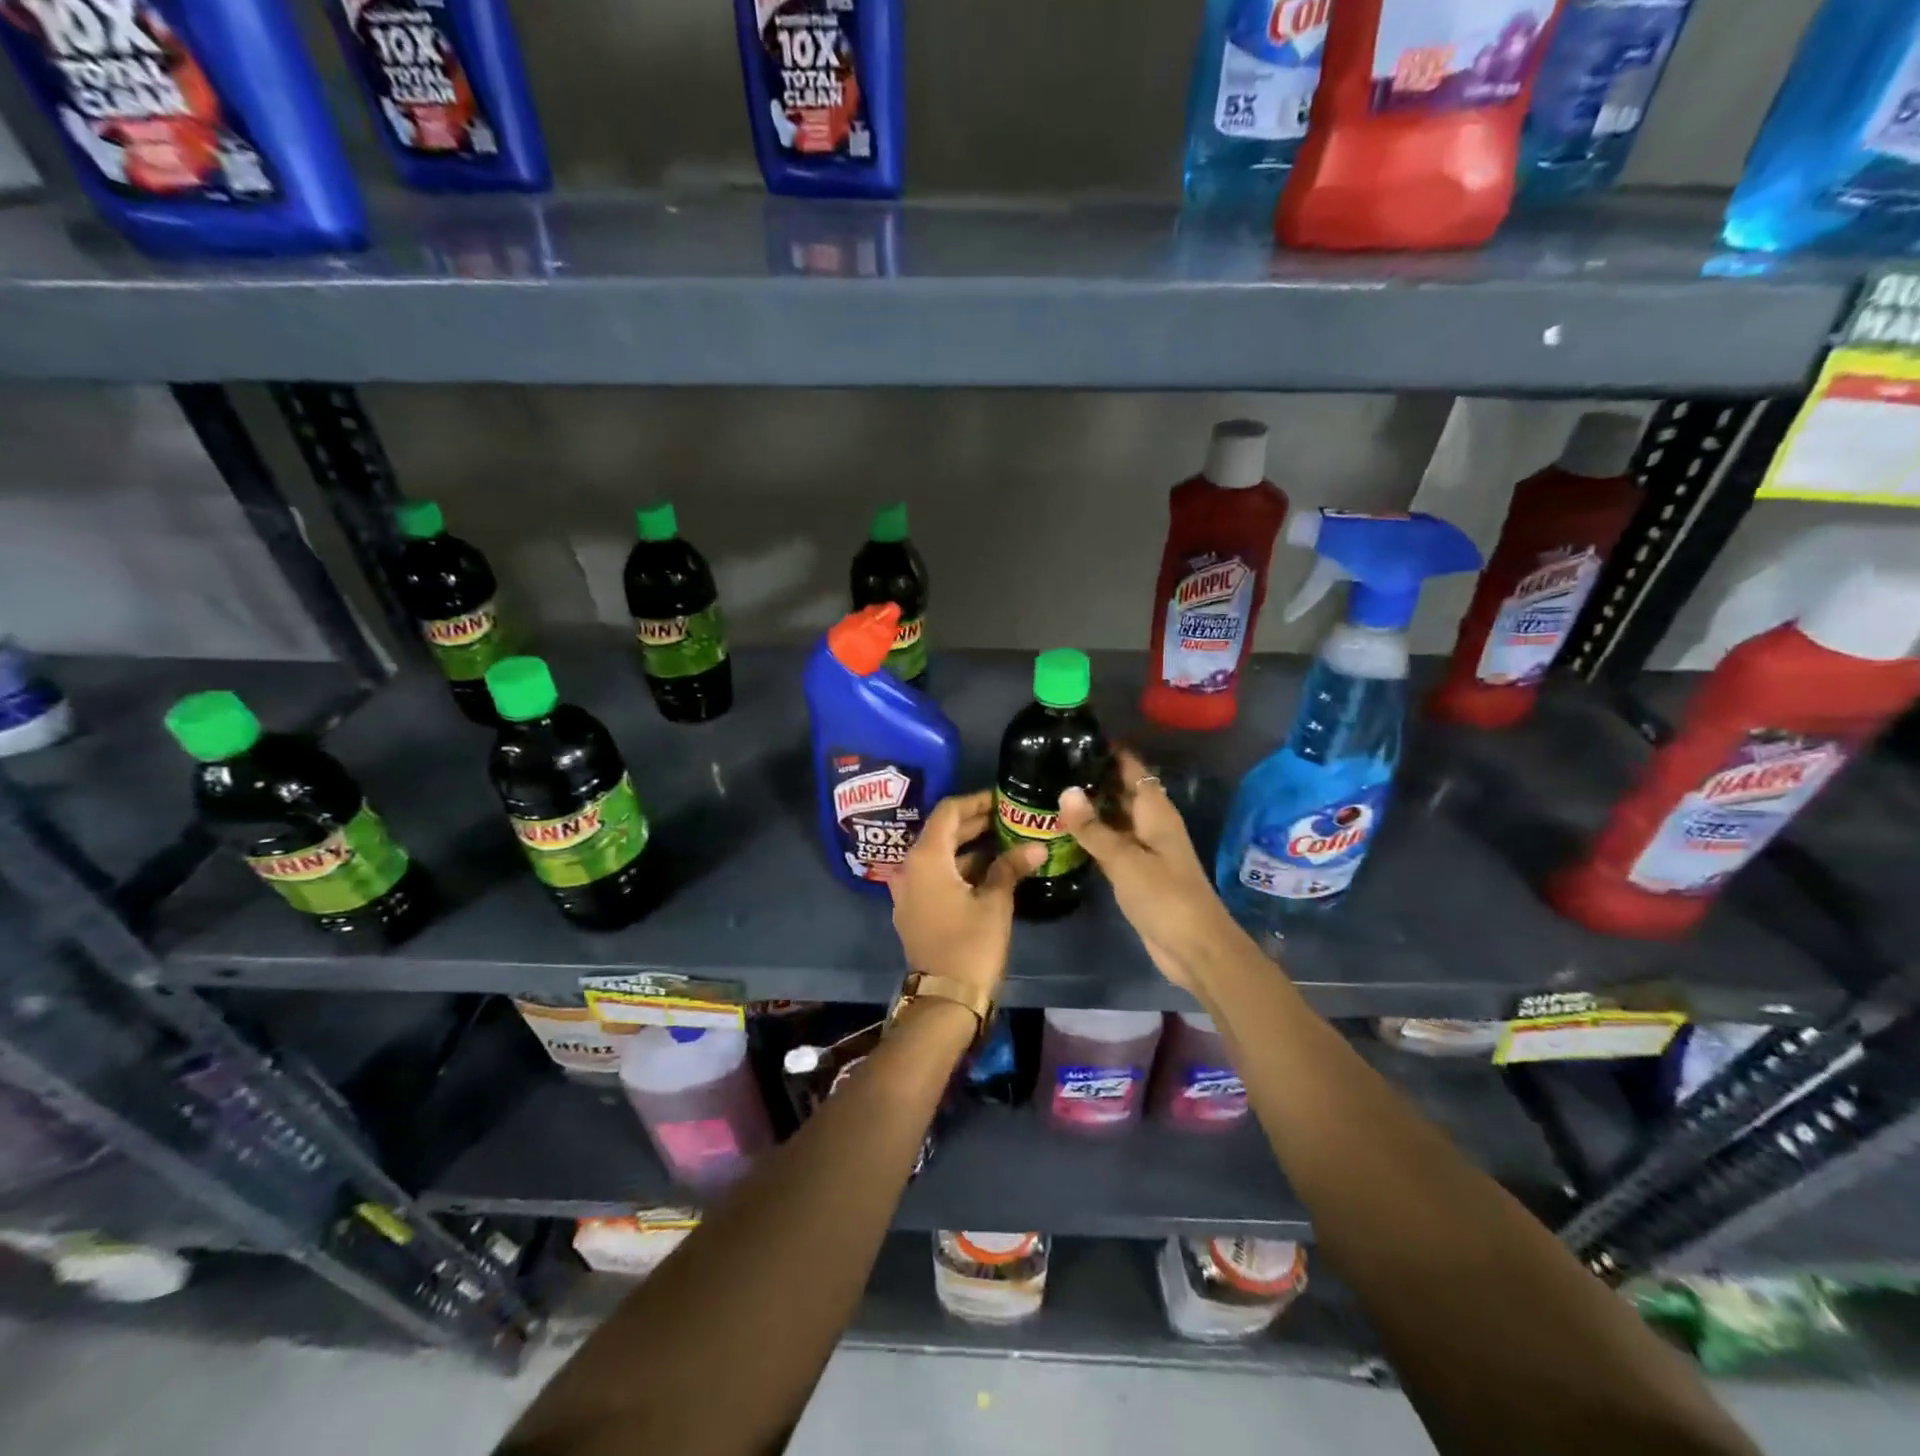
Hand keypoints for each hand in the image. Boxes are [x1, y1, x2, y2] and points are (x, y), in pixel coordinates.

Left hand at [889, 790, 1041, 1002]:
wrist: (945, 1000)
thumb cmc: (971, 945)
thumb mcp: (995, 902)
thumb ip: (1010, 867)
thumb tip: (1036, 846)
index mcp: (926, 858)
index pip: (948, 812)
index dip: (975, 801)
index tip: (1002, 799)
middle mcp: (910, 868)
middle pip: (941, 832)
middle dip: (974, 823)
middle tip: (1008, 817)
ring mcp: (908, 892)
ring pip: (938, 856)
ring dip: (968, 847)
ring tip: (1004, 841)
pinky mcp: (914, 911)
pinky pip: (935, 877)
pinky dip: (958, 868)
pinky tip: (988, 871)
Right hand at [1057, 748, 1236, 994]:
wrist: (1194, 948)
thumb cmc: (1164, 896)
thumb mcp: (1124, 860)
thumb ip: (1093, 828)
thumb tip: (1065, 791)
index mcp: (1155, 811)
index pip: (1132, 767)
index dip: (1109, 750)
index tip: (1075, 737)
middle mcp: (1151, 823)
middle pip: (1122, 790)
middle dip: (1093, 777)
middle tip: (1052, 764)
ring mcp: (1145, 848)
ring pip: (1115, 817)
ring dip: (1090, 807)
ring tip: (1050, 791)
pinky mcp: (1137, 871)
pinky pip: (1112, 843)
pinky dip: (1093, 835)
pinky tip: (1066, 832)